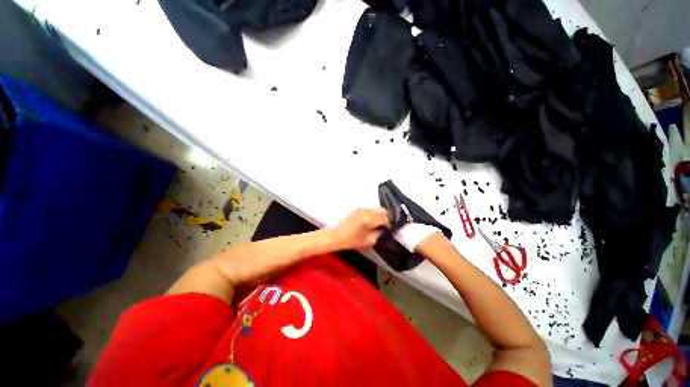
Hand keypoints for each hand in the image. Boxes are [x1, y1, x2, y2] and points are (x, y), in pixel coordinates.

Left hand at [330, 208, 389, 249]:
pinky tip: (373, 220)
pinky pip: (370, 209)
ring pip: (377, 209)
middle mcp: (367, 211)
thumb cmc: (352, 241)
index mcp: (369, 219)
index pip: (386, 218)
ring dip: (380, 214)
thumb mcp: (369, 241)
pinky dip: (374, 213)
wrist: (337, 236)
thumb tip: (385, 229)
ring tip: (380, 223)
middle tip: (387, 225)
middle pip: (383, 210)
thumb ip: (379, 234)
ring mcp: (362, 208)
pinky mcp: (358, 208)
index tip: (391, 229)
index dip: (390, 224)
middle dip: (386, 217)